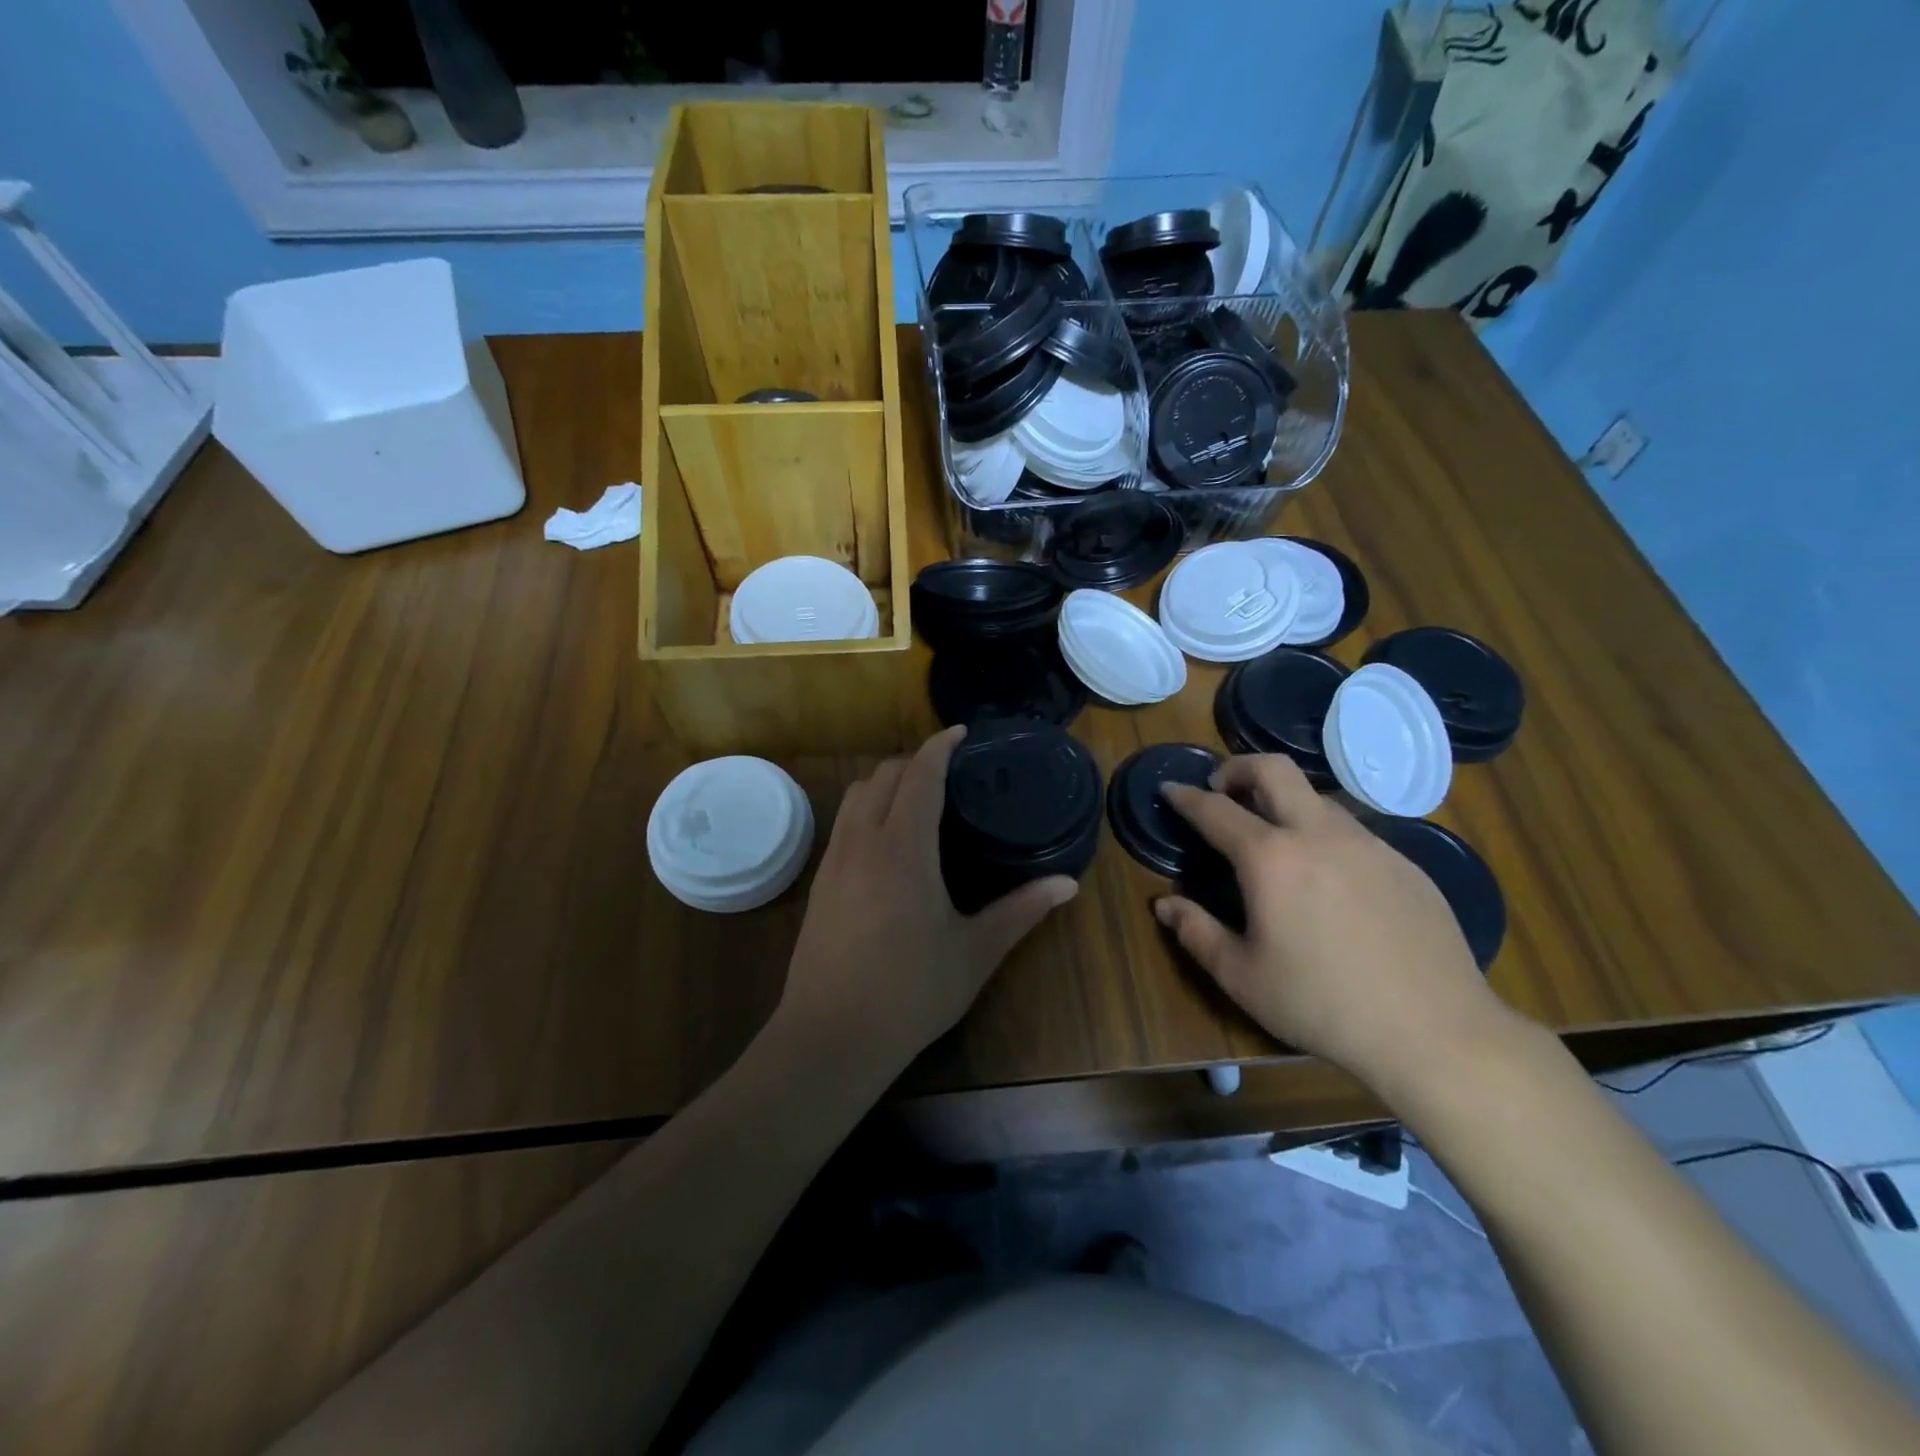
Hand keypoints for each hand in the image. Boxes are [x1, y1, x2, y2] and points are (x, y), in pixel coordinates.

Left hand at [778, 726, 1077, 1077]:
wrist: (830, 1036)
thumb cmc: (910, 992)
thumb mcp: (975, 952)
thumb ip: (1021, 911)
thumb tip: (1068, 884)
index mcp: (903, 849)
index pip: (920, 775)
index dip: (940, 747)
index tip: (960, 734)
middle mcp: (863, 841)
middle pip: (883, 775)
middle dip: (915, 761)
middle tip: (949, 772)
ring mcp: (834, 860)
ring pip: (855, 795)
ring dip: (886, 782)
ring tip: (918, 798)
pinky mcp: (819, 881)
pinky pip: (843, 822)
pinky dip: (867, 808)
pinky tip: (888, 840)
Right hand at [1156, 755, 1511, 1097]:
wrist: (1436, 1032)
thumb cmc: (1322, 1004)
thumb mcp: (1242, 977)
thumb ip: (1197, 933)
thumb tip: (1164, 904)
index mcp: (1270, 859)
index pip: (1216, 810)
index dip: (1186, 796)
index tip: (1170, 788)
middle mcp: (1318, 835)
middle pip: (1273, 770)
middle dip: (1238, 767)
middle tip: (1221, 789)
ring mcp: (1369, 844)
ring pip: (1317, 798)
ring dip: (1284, 802)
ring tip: (1273, 839)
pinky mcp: (1405, 864)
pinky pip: (1352, 833)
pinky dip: (1323, 836)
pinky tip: (1328, 881)